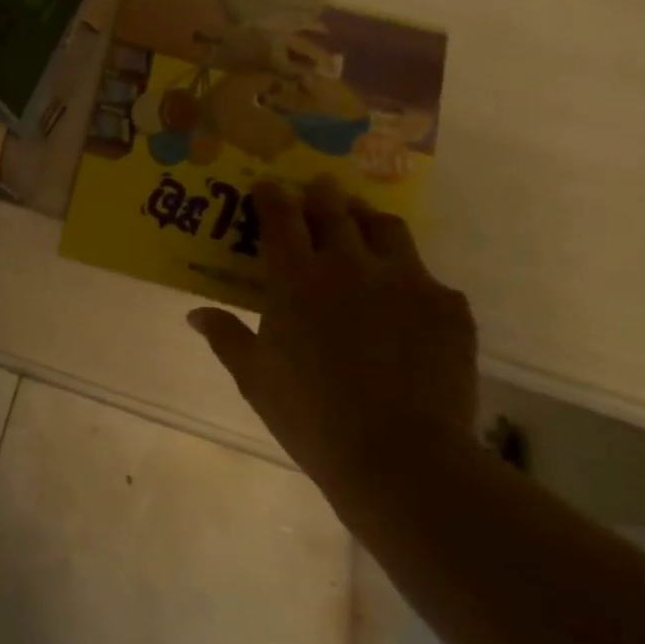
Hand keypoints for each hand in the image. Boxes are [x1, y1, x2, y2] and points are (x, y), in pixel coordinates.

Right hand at [187, 178, 479, 494]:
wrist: (401, 456)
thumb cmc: (311, 416)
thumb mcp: (255, 378)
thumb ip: (226, 337)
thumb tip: (196, 314)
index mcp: (296, 280)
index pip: (281, 219)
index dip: (272, 197)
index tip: (266, 187)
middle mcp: (351, 265)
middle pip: (335, 211)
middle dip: (321, 195)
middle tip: (317, 187)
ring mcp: (407, 281)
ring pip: (386, 228)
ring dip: (367, 219)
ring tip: (361, 223)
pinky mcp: (448, 306)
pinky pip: (427, 277)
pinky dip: (408, 277)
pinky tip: (404, 300)